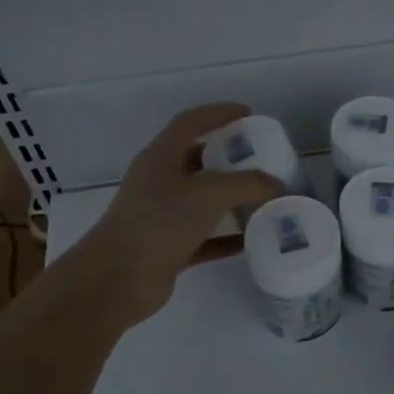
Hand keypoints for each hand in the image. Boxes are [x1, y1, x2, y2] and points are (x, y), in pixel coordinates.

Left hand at [69, 102, 282, 326]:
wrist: (117, 280)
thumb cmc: (159, 223)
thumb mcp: (208, 194)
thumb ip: (246, 184)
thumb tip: (275, 184)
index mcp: (161, 157)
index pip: (191, 122)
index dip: (219, 113)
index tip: (249, 114)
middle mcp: (159, 182)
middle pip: (198, 160)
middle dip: (230, 158)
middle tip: (263, 160)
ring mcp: (162, 216)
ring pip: (203, 200)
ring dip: (232, 199)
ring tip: (265, 198)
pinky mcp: (168, 248)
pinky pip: (206, 236)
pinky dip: (228, 236)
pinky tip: (254, 239)